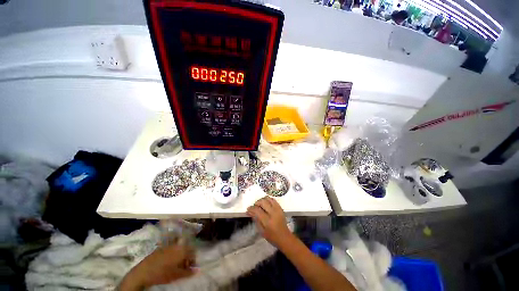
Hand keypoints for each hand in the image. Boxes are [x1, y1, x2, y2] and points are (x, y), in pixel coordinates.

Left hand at [120, 244, 194, 289]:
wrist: (143, 272)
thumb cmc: (162, 273)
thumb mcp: (176, 275)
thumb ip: (188, 272)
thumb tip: (197, 270)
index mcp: (182, 250)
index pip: (193, 252)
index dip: (193, 260)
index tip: (191, 267)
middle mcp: (177, 245)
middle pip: (186, 248)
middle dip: (187, 257)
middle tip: (184, 266)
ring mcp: (169, 245)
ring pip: (179, 248)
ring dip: (180, 255)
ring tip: (177, 265)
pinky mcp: (162, 247)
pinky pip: (172, 248)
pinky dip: (173, 254)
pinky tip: (169, 262)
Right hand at [246, 196, 292, 247]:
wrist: (285, 237)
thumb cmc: (272, 237)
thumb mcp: (262, 231)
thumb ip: (256, 220)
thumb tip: (250, 212)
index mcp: (267, 221)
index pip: (257, 210)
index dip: (251, 208)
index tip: (248, 209)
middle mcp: (273, 213)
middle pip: (263, 202)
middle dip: (257, 203)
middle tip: (254, 206)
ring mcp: (277, 209)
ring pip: (268, 199)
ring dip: (262, 200)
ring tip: (260, 205)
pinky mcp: (280, 208)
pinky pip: (273, 200)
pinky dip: (268, 200)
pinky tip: (266, 204)